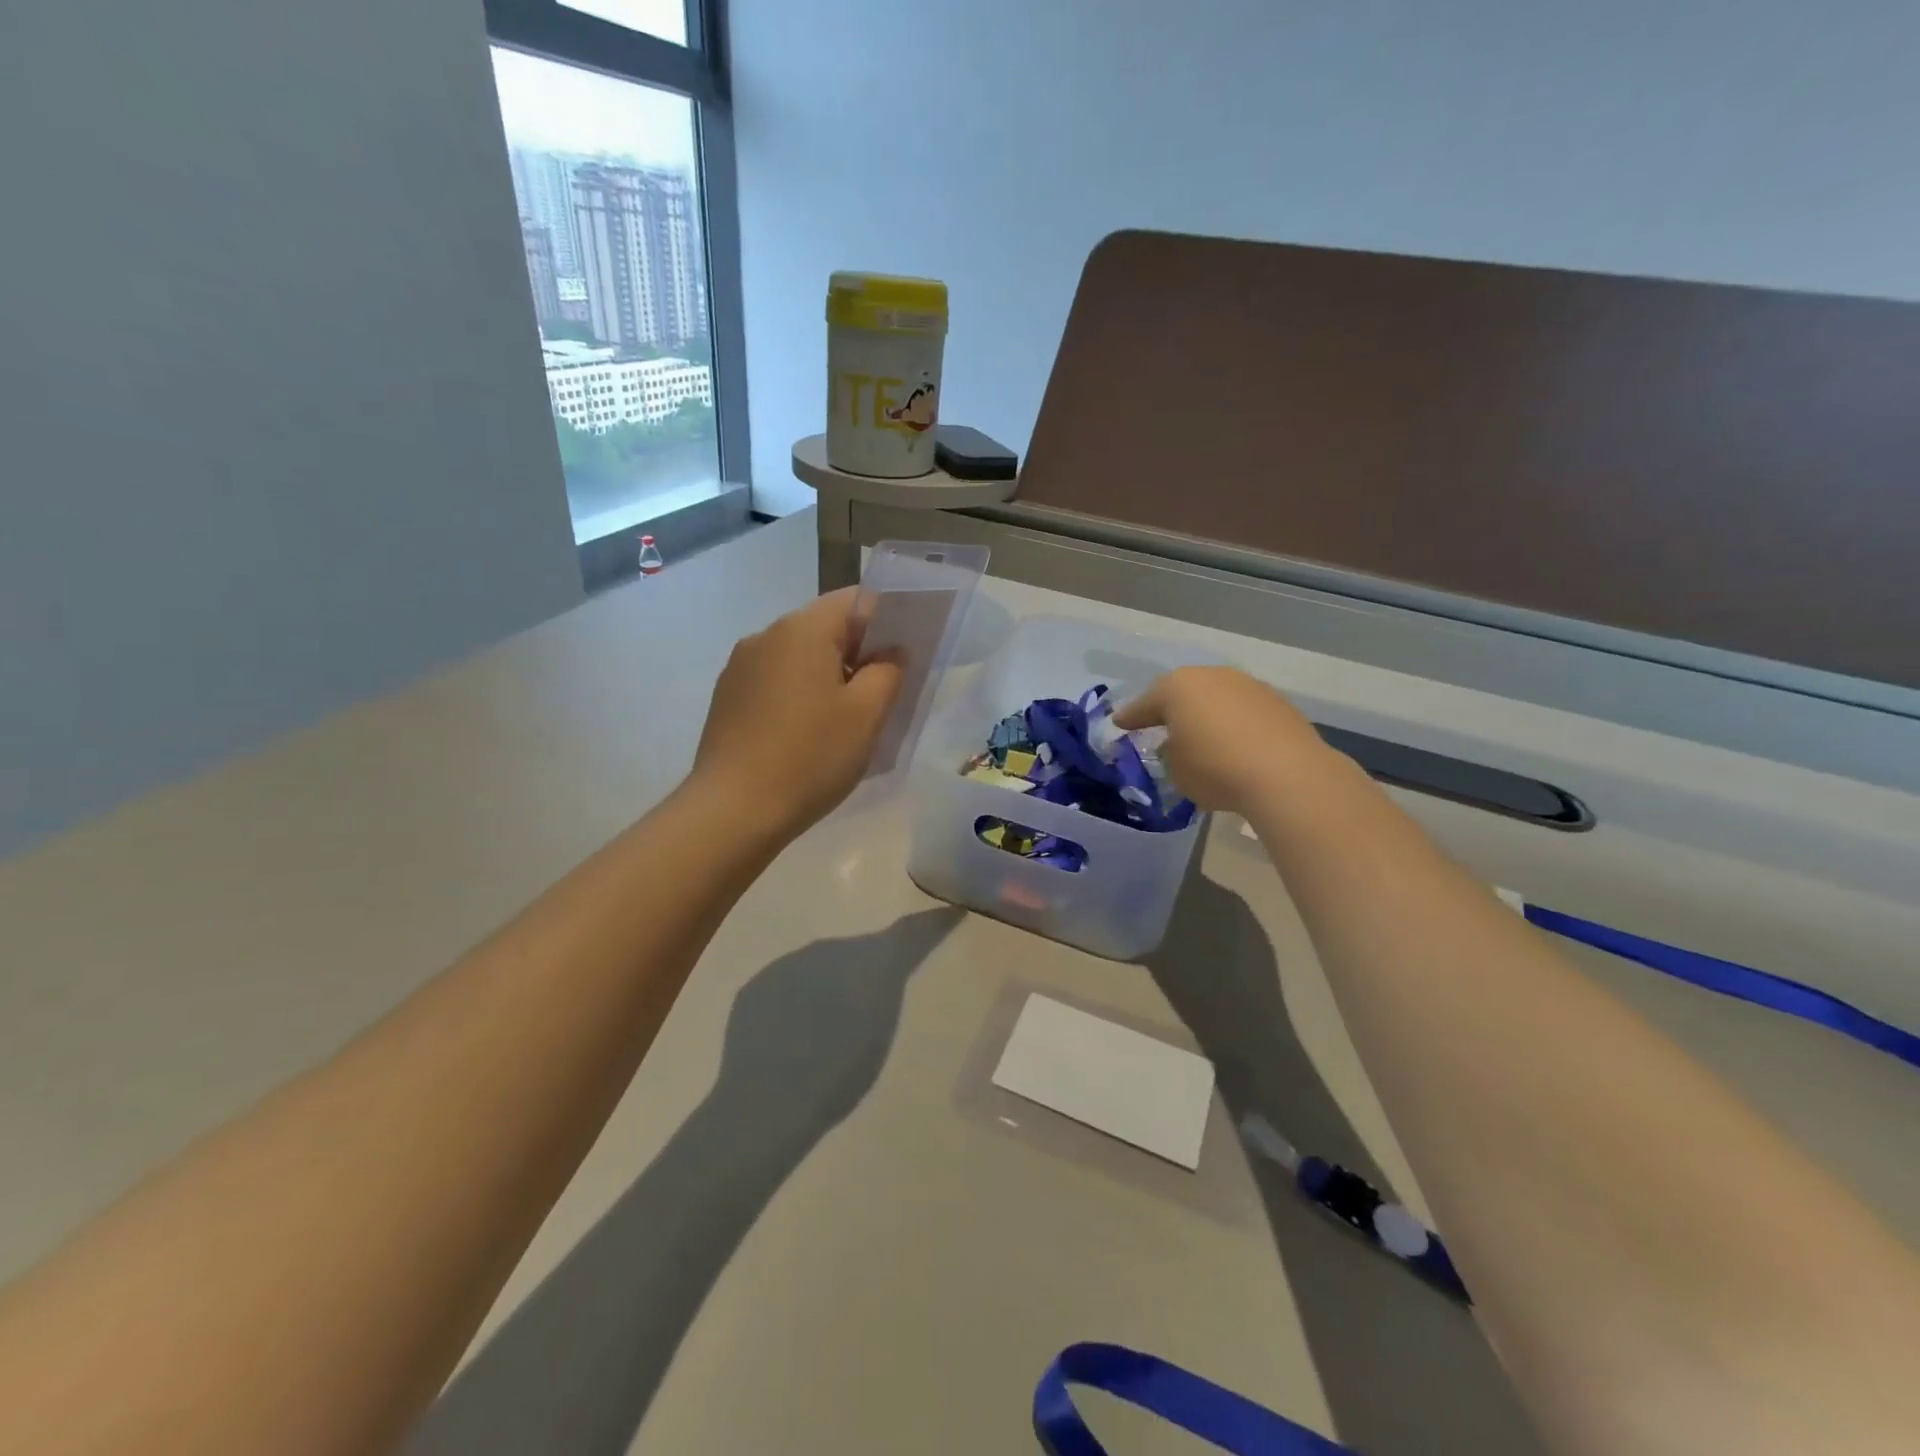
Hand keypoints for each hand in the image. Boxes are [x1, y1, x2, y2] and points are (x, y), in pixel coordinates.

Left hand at [691, 589, 902, 839]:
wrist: (733, 811)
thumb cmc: (810, 757)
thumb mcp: (866, 715)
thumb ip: (888, 671)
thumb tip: (892, 651)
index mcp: (802, 629)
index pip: (856, 601)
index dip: (887, 622)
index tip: (903, 658)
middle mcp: (766, 636)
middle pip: (826, 627)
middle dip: (859, 653)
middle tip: (883, 695)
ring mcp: (740, 667)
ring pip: (800, 656)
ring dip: (829, 676)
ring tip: (846, 720)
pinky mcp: (727, 697)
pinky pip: (776, 681)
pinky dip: (800, 694)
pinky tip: (808, 734)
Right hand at [1113, 667, 1327, 812]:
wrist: (1286, 774)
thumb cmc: (1215, 769)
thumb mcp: (1175, 770)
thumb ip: (1170, 753)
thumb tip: (1179, 745)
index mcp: (1176, 688)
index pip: (1144, 704)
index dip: (1130, 717)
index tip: (1119, 724)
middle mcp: (1211, 677)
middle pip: (1183, 693)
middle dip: (1170, 710)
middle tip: (1159, 727)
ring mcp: (1248, 686)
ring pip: (1216, 698)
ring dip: (1206, 715)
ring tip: (1202, 737)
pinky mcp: (1278, 703)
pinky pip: (1242, 712)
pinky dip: (1234, 724)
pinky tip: (1234, 744)